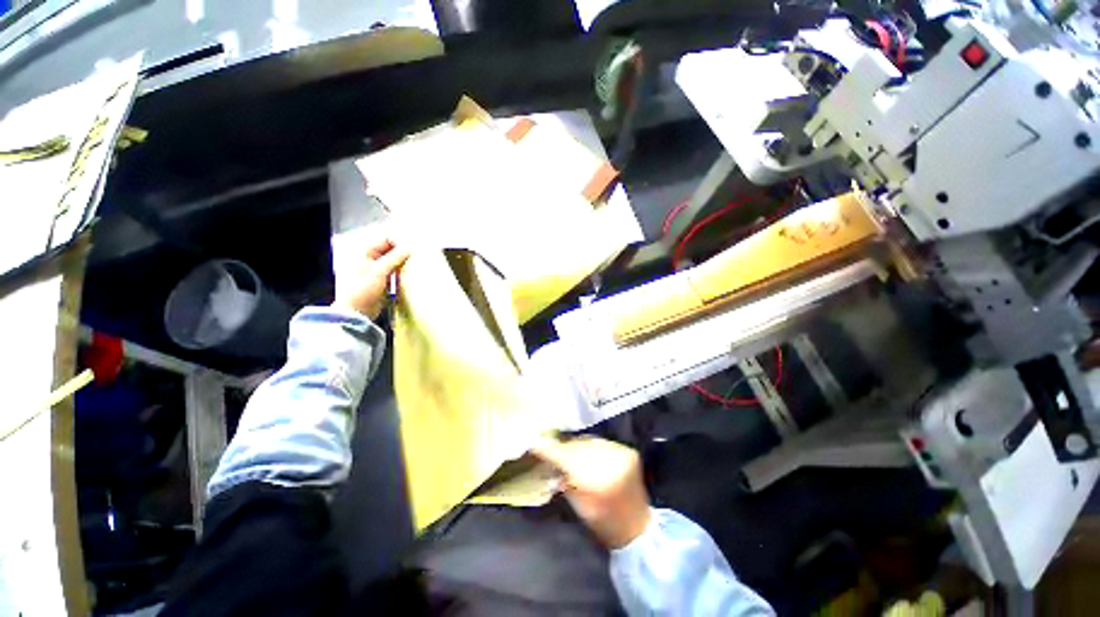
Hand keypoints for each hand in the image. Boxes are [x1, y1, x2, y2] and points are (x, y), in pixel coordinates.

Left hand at [333, 227, 410, 319]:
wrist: (357, 311)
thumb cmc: (363, 288)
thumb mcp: (380, 270)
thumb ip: (395, 257)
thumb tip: (410, 248)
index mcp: (365, 251)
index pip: (387, 239)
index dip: (400, 243)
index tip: (412, 250)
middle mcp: (370, 258)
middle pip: (391, 249)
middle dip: (403, 253)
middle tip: (416, 258)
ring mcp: (376, 269)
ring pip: (394, 261)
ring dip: (404, 263)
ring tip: (415, 267)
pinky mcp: (382, 280)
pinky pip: (395, 271)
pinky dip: (402, 272)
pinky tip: (409, 275)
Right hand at [532, 436, 651, 548]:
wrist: (636, 528)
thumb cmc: (602, 522)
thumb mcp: (577, 504)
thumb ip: (562, 478)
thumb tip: (547, 456)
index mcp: (596, 481)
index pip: (566, 456)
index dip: (549, 448)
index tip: (534, 442)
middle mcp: (610, 461)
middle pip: (578, 445)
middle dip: (563, 446)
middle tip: (551, 447)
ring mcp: (621, 453)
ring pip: (589, 440)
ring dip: (578, 444)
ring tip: (570, 451)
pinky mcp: (628, 450)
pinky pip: (602, 442)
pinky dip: (592, 446)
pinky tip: (587, 453)